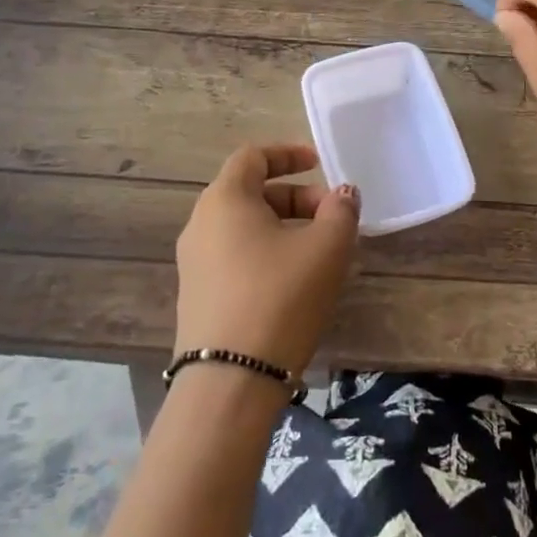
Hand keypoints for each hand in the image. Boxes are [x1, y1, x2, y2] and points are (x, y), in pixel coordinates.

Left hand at [174, 143, 360, 377]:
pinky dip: (267, 253)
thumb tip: (343, 194)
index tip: (319, 163)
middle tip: (332, 217)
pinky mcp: (198, 296)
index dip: (288, 153)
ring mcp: (194, 263)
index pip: (252, 156)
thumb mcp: (326, 248)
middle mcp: (201, 224)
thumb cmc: (280, 296)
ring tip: (321, 251)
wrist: (230, 382)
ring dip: (285, 227)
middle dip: (296, 197)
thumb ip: (340, 211)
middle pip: (251, 192)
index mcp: (225, 200)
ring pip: (245, 228)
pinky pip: (236, 257)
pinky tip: (296, 282)